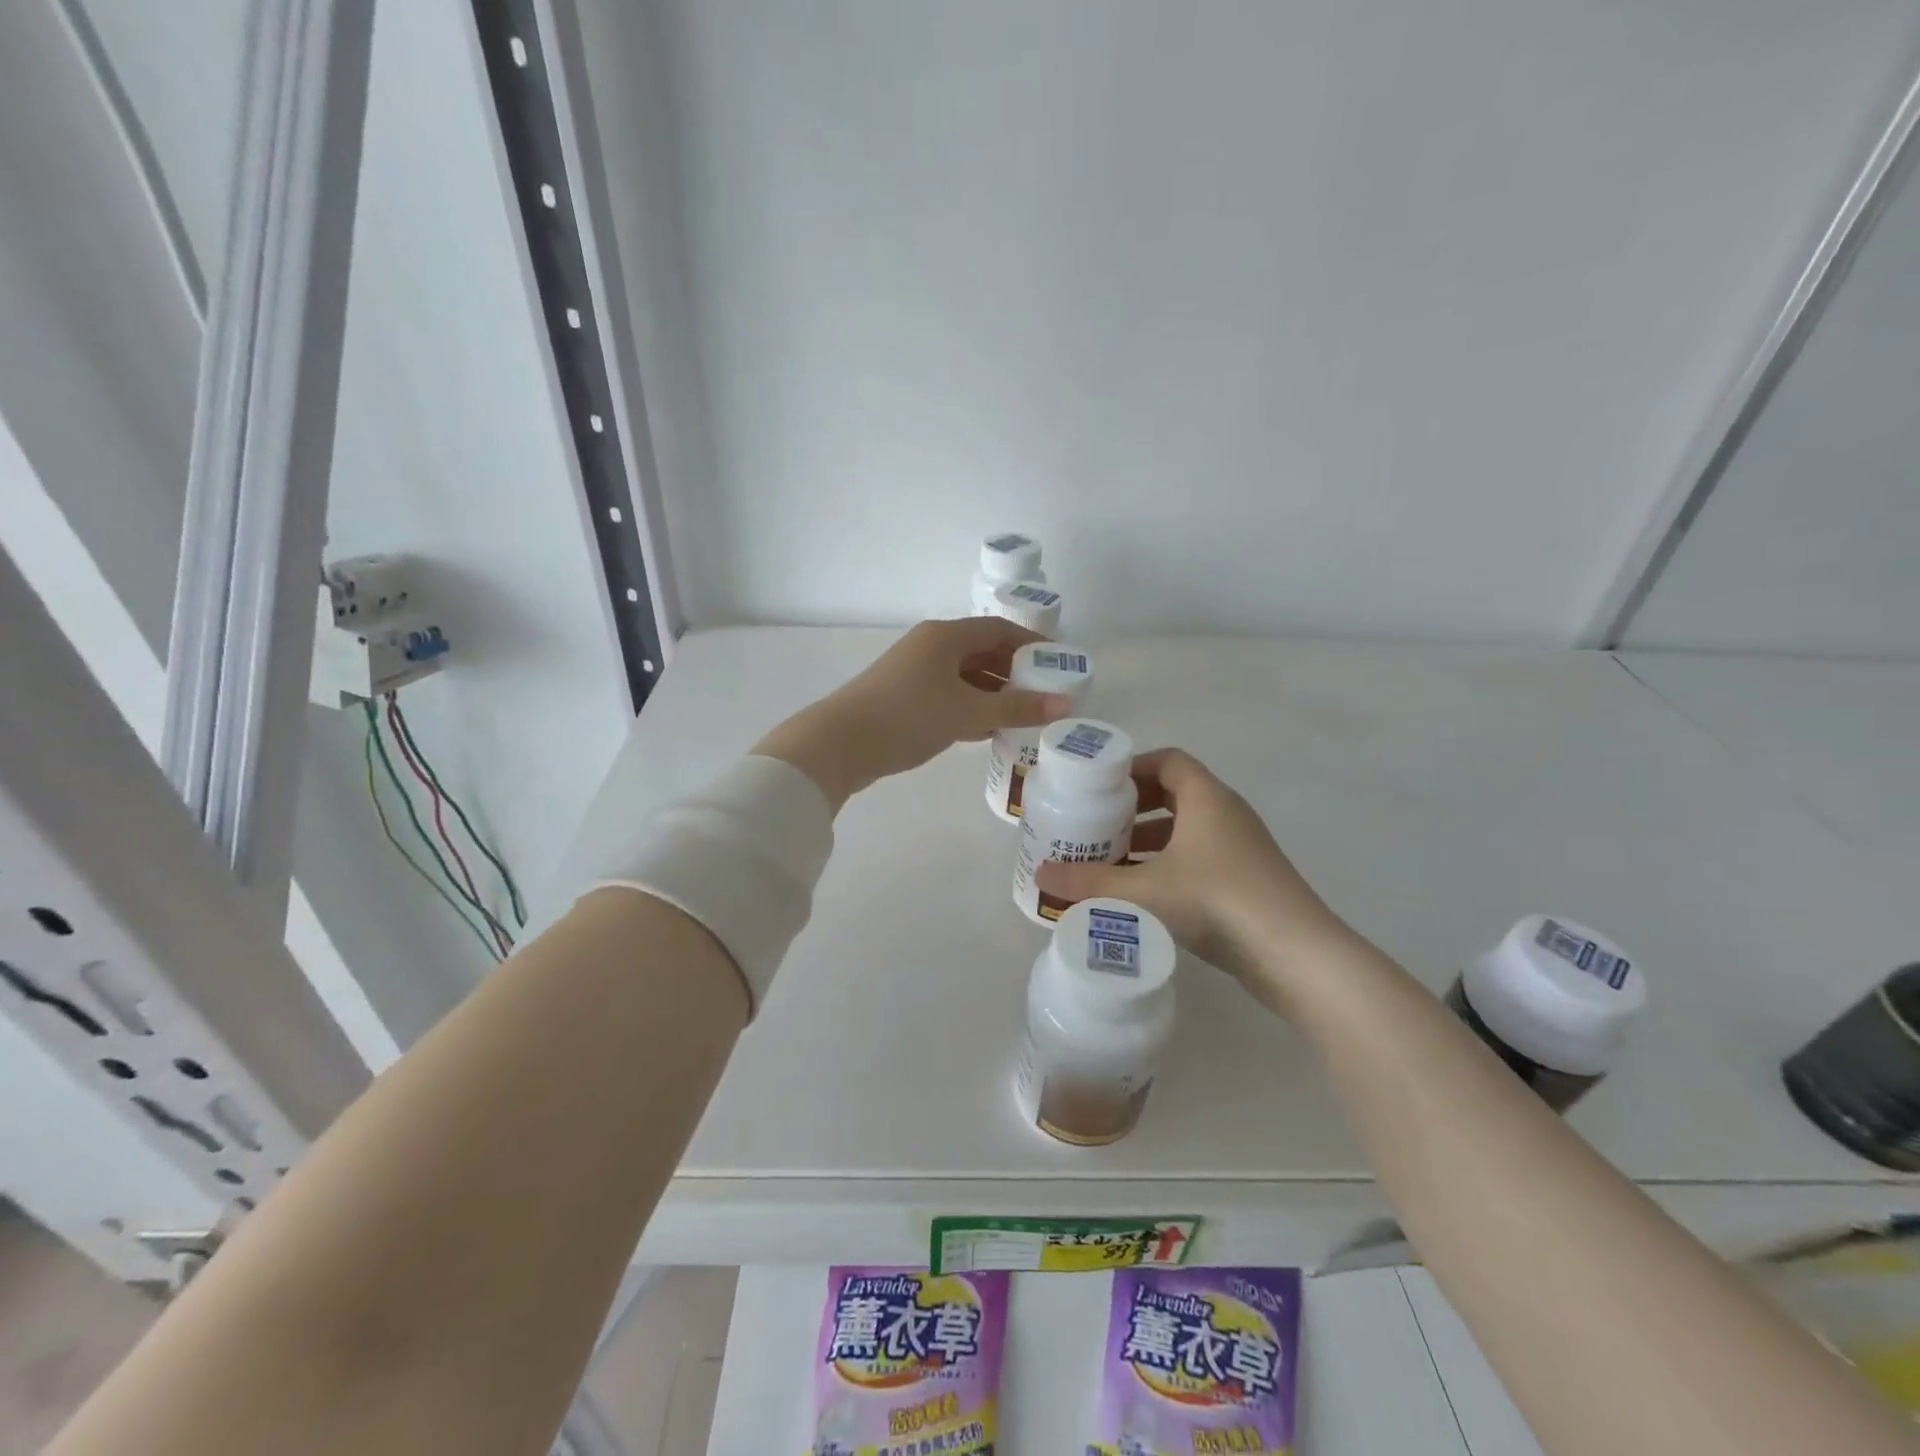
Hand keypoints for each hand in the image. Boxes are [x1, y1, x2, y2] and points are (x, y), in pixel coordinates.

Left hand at [754, 617, 1073, 809]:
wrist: (840, 744)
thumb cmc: (909, 717)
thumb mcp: (968, 713)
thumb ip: (1017, 708)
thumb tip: (1064, 704)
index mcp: (945, 636)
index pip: (999, 629)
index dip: (1031, 644)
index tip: (1058, 664)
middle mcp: (929, 646)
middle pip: (982, 651)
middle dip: (1014, 672)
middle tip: (1044, 696)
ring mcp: (914, 672)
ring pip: (965, 676)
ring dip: (993, 694)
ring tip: (1022, 717)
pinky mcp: (903, 698)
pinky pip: (948, 695)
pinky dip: (971, 708)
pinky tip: (987, 731)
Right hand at [1035, 748, 1361, 1002]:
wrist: (1296, 954)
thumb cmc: (1217, 900)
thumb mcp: (1144, 891)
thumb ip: (1089, 883)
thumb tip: (1039, 875)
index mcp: (1207, 798)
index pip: (1168, 760)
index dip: (1132, 767)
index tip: (1099, 786)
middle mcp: (1227, 813)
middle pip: (1174, 793)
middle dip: (1133, 807)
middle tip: (1097, 824)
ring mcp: (1241, 848)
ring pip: (1187, 829)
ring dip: (1150, 840)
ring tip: (1111, 860)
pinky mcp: (1247, 879)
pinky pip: (1200, 857)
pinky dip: (1169, 864)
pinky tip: (1144, 893)